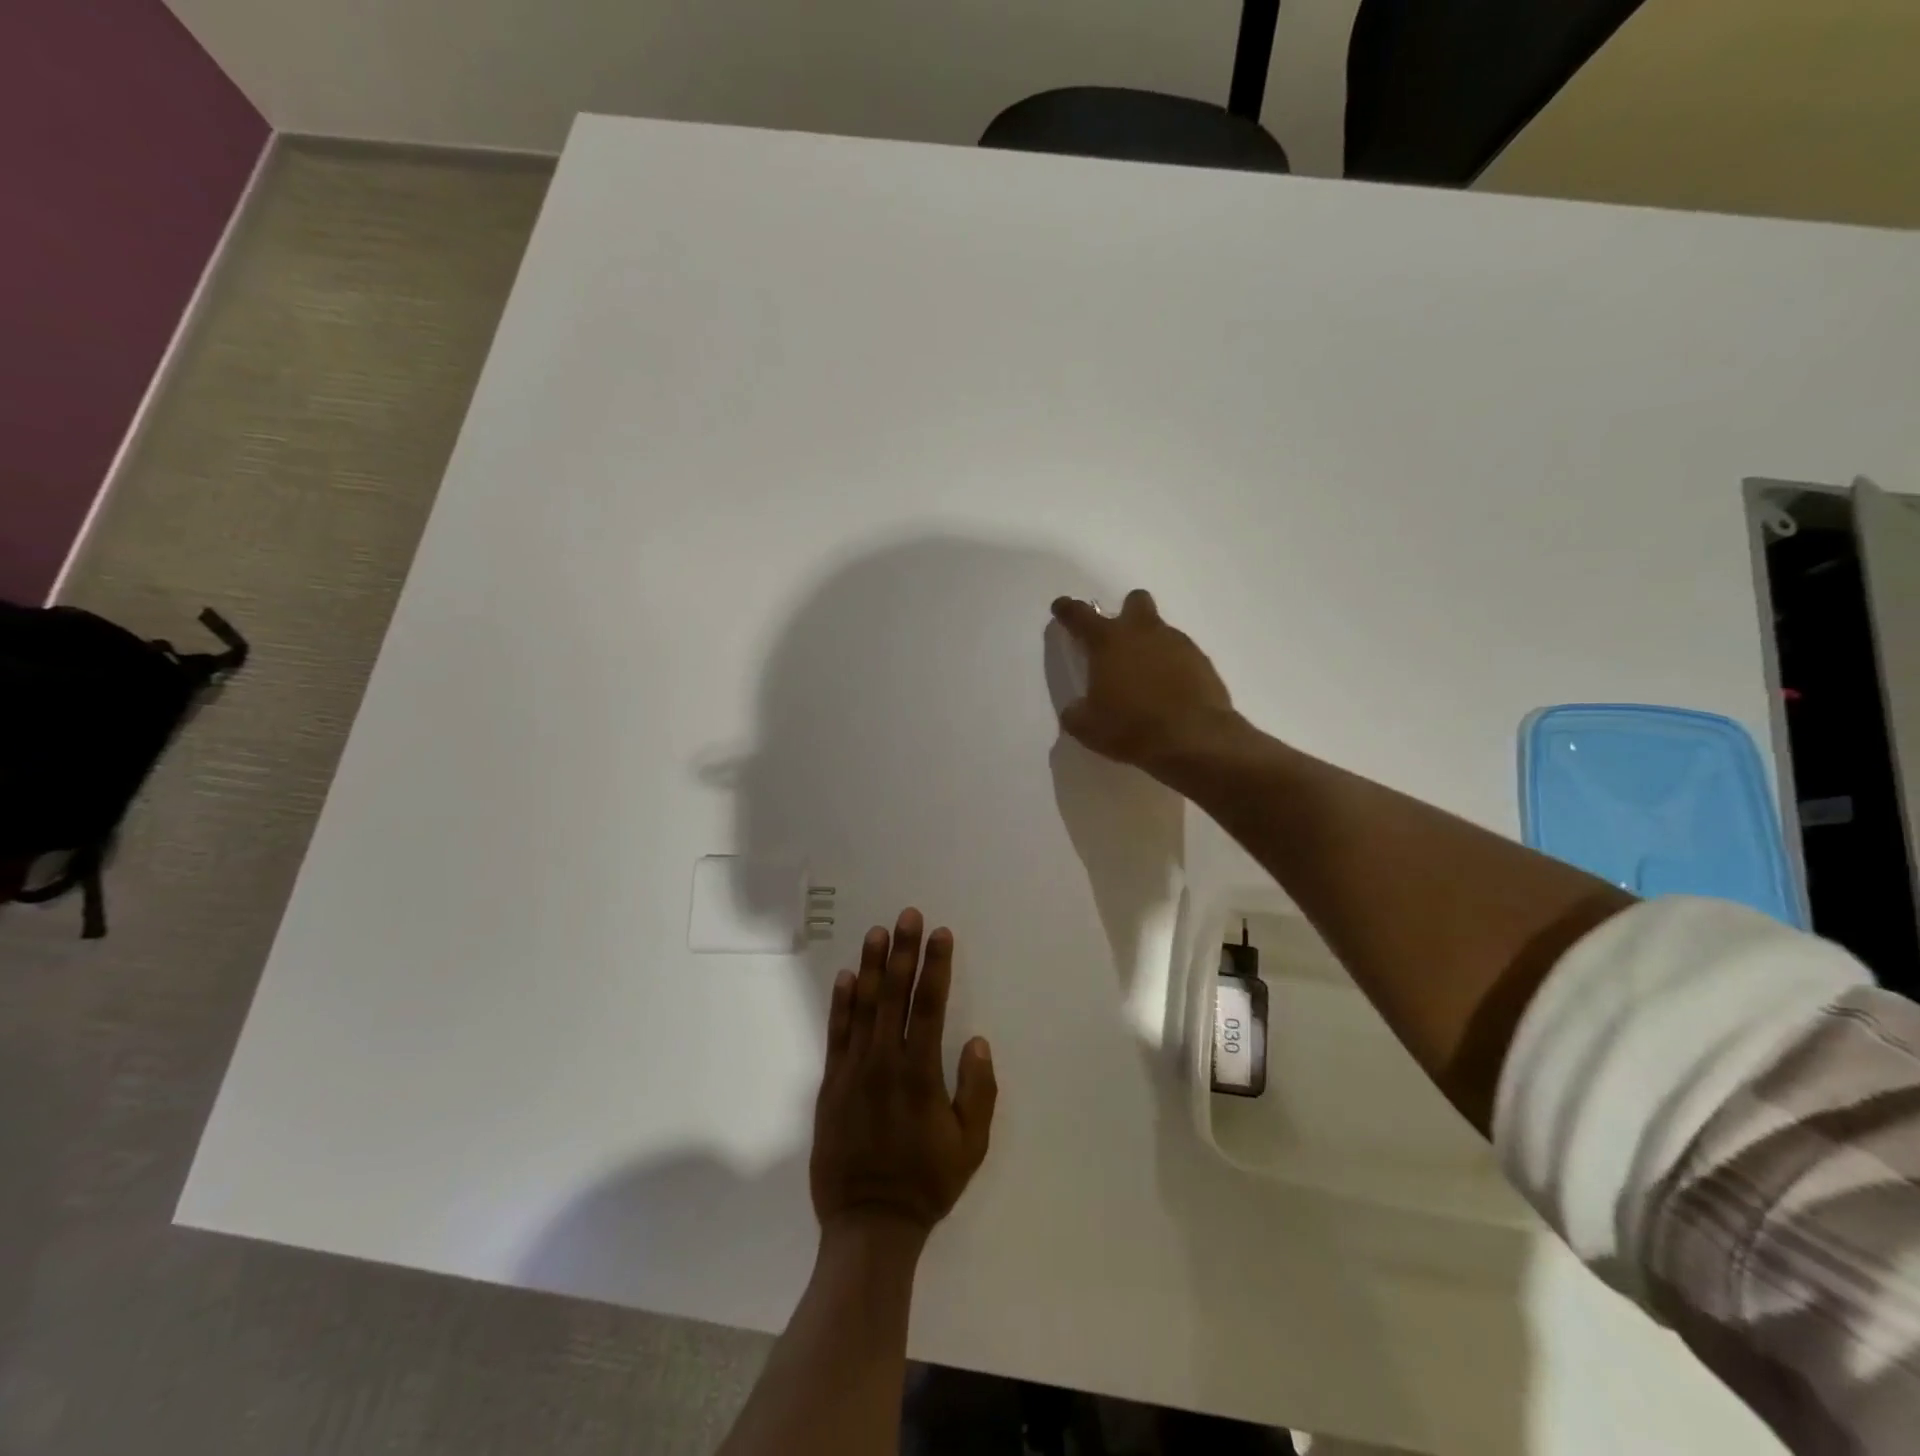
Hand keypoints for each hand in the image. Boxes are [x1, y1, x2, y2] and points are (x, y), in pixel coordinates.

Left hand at [811, 909, 996, 1243]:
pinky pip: (836, 1034)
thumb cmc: (926, 1184)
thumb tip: (976, 1041)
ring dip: (872, 966)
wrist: (868, 1224)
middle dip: (904, 951)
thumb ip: (978, 1090)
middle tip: (909, 915)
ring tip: (877, 932)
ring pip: (863, 1006)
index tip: (941, 934)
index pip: (930, 1005)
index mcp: (920, 1073)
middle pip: (895, 994)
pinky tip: (846, 977)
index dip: (936, 966)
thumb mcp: (970, 1145)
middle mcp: (885, 1061)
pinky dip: (841, 1004)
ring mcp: (853, 1070)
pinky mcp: (831, 1084)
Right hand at [1050, 590, 1236, 775]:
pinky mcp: (1203, 662)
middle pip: (1135, 602)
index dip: (1068, 610)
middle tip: (1119, 640)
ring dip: (1150, 646)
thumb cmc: (1130, 728)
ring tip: (1145, 680)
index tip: (1061, 607)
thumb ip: (1076, 712)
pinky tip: (1169, 693)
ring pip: (1161, 631)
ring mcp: (1178, 644)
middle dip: (1126, 613)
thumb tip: (1077, 708)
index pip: (1080, 616)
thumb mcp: (1087, 727)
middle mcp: (1143, 633)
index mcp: (1108, 642)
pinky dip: (1173, 668)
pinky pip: (1182, 656)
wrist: (1194, 739)